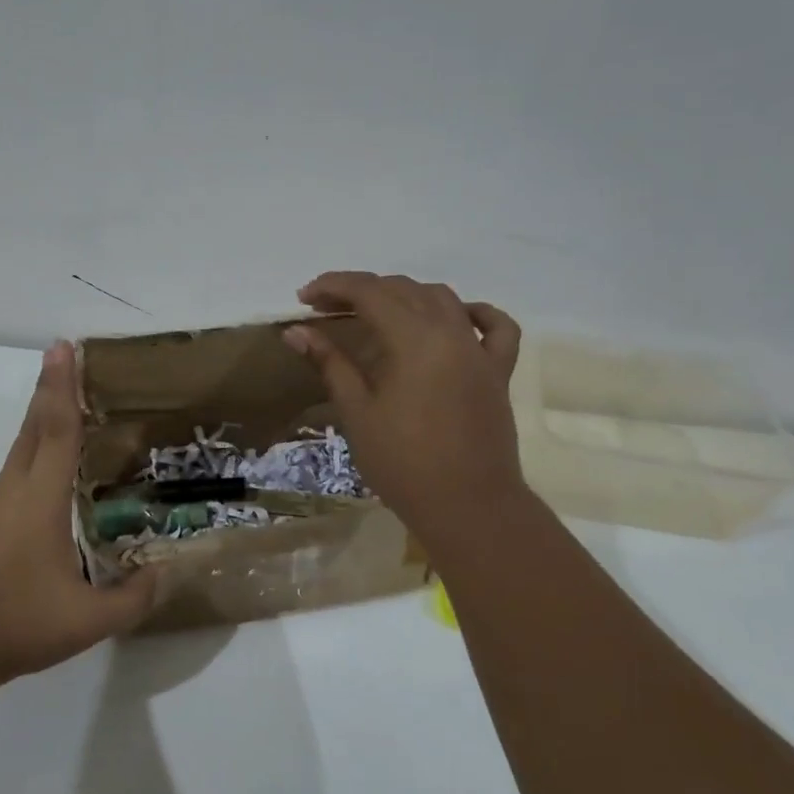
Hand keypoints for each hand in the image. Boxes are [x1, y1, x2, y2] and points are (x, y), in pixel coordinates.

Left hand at [0, 341, 155, 686]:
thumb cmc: (15, 624)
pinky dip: (33, 448)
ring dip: (41, 416)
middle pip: (34, 426)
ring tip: (65, 401)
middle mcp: (13, 491)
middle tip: (65, 354)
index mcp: (39, 500)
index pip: (57, 431)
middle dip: (50, 387)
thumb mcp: (87, 622)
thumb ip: (133, 599)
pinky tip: (47, 467)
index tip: (63, 347)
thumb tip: (166, 574)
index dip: (62, 387)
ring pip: (21, 447)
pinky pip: (15, 470)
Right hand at [283, 272, 526, 539]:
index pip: (369, 292)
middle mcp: (451, 332)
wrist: (469, 507)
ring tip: (375, 310)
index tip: (304, 297)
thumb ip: (330, 363)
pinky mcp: (498, 372)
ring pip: (442, 299)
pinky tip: (455, 317)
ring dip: (405, 294)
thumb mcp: (357, 412)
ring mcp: (480, 351)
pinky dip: (473, 313)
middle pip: (403, 289)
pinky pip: (496, 327)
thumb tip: (296, 331)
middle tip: (326, 308)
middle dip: (361, 289)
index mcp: (414, 339)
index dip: (333, 286)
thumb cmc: (403, 463)